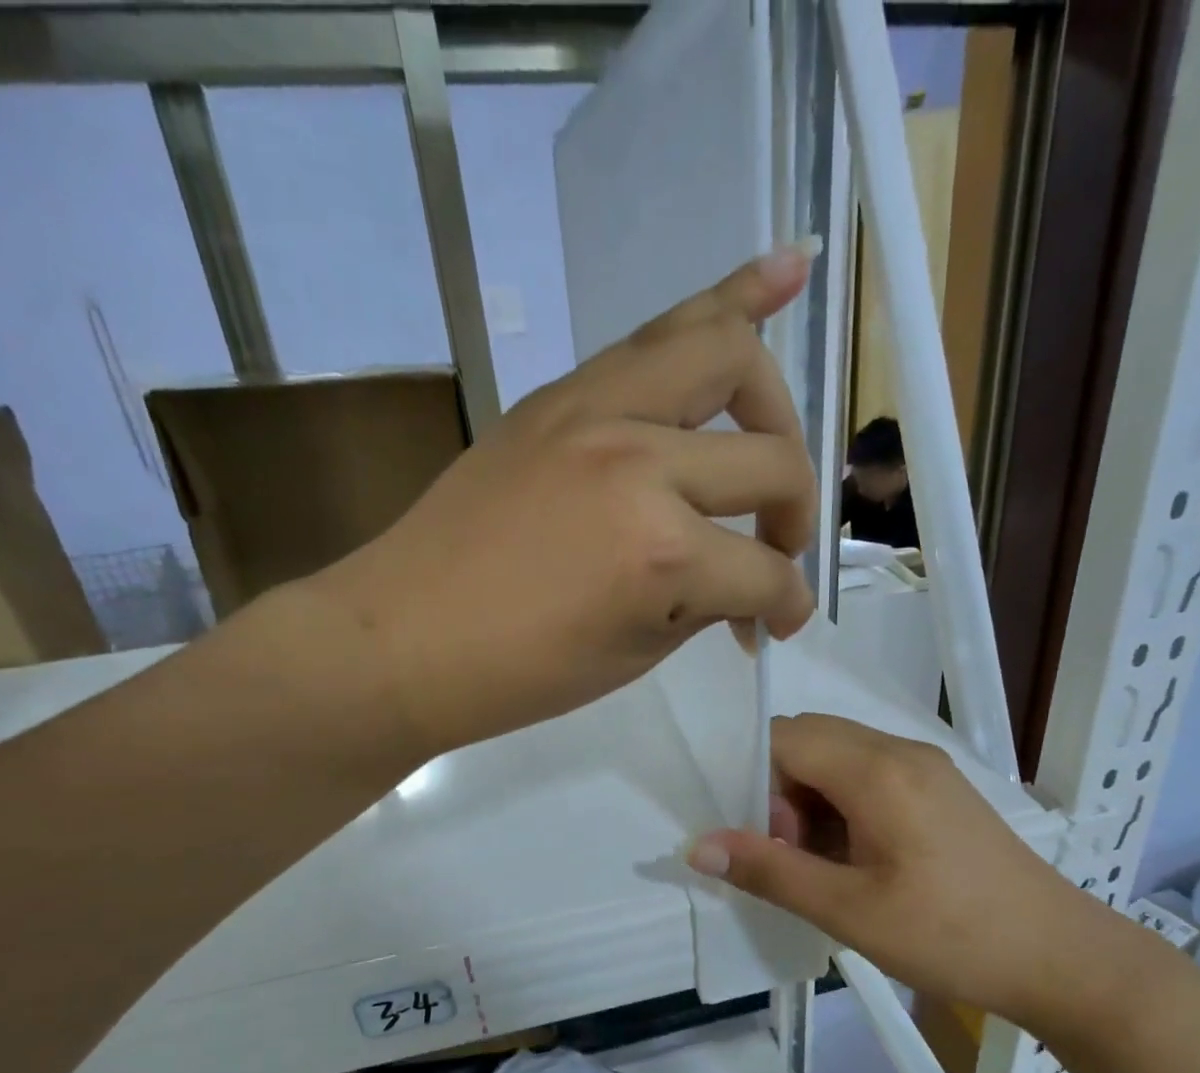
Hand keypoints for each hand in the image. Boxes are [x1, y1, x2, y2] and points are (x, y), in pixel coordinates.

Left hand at [297, 244, 820, 758]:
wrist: (404, 638)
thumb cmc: (520, 672)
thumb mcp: (635, 653)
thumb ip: (707, 601)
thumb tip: (751, 585)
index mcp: (661, 553)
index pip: (763, 572)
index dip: (785, 606)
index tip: (777, 626)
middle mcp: (641, 462)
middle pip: (771, 460)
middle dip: (795, 513)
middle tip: (777, 546)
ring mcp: (597, 410)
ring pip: (726, 354)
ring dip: (774, 402)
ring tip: (782, 433)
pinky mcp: (562, 394)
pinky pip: (660, 332)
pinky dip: (731, 301)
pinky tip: (786, 273)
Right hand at [688, 714, 1128, 1036]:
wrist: (1061, 958)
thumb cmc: (952, 936)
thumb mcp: (850, 911)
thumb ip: (770, 871)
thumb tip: (697, 847)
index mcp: (878, 769)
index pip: (785, 737)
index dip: (756, 782)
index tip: (765, 843)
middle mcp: (901, 751)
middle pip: (810, 741)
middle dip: (781, 792)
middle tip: (793, 858)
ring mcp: (925, 768)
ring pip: (838, 759)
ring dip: (812, 802)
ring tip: (824, 867)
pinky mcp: (939, 790)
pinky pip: (870, 777)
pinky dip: (843, 808)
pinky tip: (856, 862)